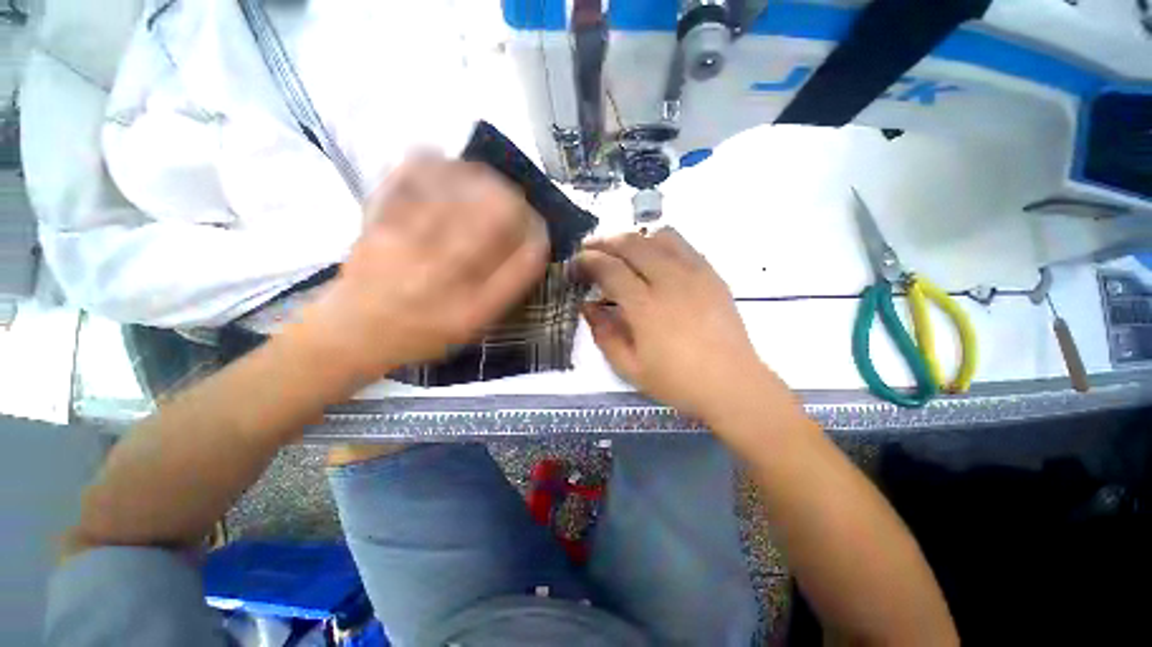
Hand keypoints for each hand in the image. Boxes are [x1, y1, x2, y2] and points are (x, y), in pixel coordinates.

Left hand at [297, 155, 548, 382]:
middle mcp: (446, 276)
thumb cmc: (422, 335)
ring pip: (458, 192)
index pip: (524, 262)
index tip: (539, 227)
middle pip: (496, 218)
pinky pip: (409, 180)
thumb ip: (503, 292)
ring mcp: (409, 246)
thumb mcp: (472, 328)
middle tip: (516, 200)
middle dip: (516, 202)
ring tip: (488, 180)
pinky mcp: (379, 224)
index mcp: (473, 308)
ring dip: (482, 178)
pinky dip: (431, 163)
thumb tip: (528, 247)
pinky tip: (444, 161)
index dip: (538, 236)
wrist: (354, 331)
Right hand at [576, 229, 774, 417]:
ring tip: (621, 252)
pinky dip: (660, 243)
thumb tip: (587, 306)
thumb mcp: (630, 367)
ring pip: (659, 236)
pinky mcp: (711, 274)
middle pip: (632, 244)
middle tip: (590, 250)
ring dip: (634, 239)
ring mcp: (695, 273)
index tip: (575, 263)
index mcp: (646, 307)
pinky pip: (682, 245)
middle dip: (605, 242)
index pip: (610, 268)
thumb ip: (604, 334)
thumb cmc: (678, 382)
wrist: (732, 384)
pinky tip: (653, 259)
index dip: (588, 261)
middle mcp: (670, 281)